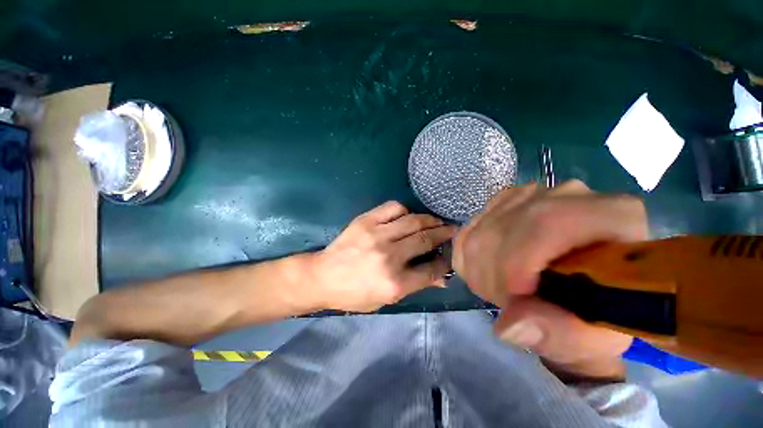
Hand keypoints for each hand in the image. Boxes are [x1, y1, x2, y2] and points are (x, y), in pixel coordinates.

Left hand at [309, 201, 455, 312]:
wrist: (323, 277)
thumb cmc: (354, 294)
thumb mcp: (386, 299)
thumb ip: (415, 285)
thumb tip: (442, 278)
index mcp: (394, 283)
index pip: (431, 269)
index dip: (445, 262)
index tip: (449, 255)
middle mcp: (389, 256)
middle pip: (425, 240)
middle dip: (443, 234)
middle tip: (451, 231)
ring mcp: (377, 235)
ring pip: (413, 221)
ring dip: (429, 220)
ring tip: (435, 222)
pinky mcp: (366, 221)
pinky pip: (393, 207)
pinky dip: (405, 210)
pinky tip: (407, 216)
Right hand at [453, 180, 646, 380]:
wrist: (583, 287)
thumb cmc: (599, 313)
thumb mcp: (595, 336)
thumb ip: (560, 335)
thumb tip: (508, 326)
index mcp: (611, 215)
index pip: (547, 223)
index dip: (517, 262)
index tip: (513, 301)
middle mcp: (567, 194)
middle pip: (504, 227)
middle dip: (494, 274)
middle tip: (508, 303)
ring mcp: (530, 195)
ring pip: (480, 230)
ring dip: (480, 269)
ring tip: (501, 291)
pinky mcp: (503, 204)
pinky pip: (469, 229)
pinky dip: (470, 257)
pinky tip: (488, 271)